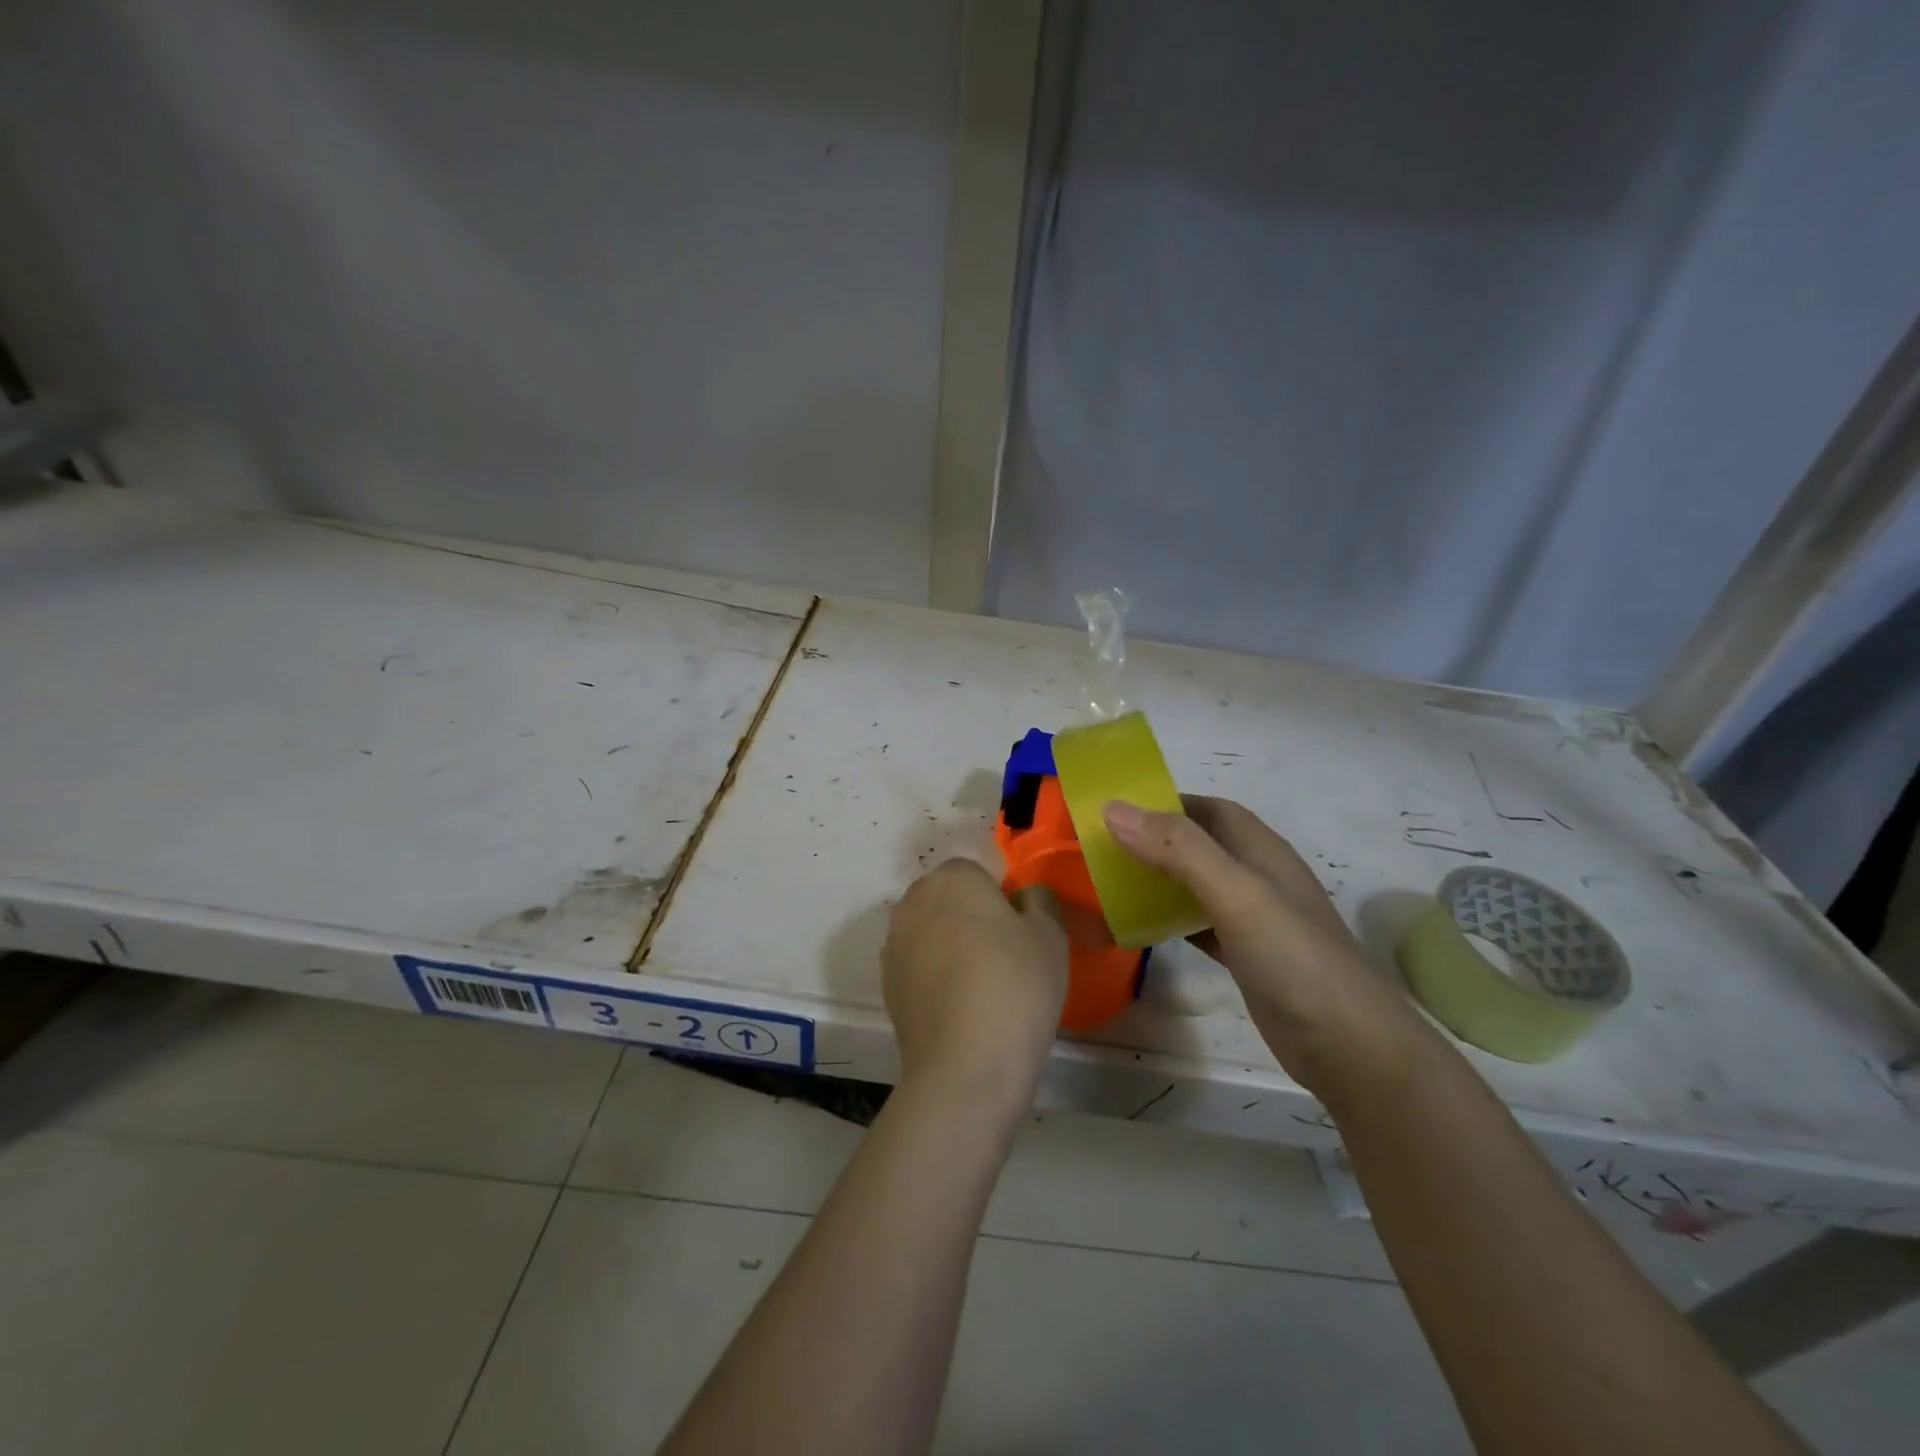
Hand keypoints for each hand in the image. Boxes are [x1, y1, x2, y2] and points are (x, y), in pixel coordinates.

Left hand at [881, 859, 1069, 1120]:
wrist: (966, 1065)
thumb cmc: (1015, 986)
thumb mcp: (1050, 936)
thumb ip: (1040, 902)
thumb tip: (1026, 897)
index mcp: (953, 878)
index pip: (976, 873)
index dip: (999, 900)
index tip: (1018, 934)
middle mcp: (914, 900)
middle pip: (947, 898)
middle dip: (969, 917)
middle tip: (1002, 957)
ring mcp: (894, 943)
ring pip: (929, 931)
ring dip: (948, 946)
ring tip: (980, 988)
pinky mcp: (886, 983)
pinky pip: (916, 965)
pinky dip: (933, 977)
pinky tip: (957, 1009)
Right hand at [1103, 796, 1427, 1100]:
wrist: (1352, 1048)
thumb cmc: (1294, 959)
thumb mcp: (1236, 894)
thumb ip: (1179, 850)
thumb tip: (1115, 808)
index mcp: (1260, 850)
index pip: (1207, 809)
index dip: (1163, 804)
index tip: (1114, 812)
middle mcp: (1258, 877)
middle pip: (1198, 845)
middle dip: (1154, 842)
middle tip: (1101, 852)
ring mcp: (1255, 919)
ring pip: (1196, 885)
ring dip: (1159, 881)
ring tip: (1111, 886)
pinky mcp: (1248, 957)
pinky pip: (1200, 925)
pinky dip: (1171, 921)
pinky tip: (1143, 931)